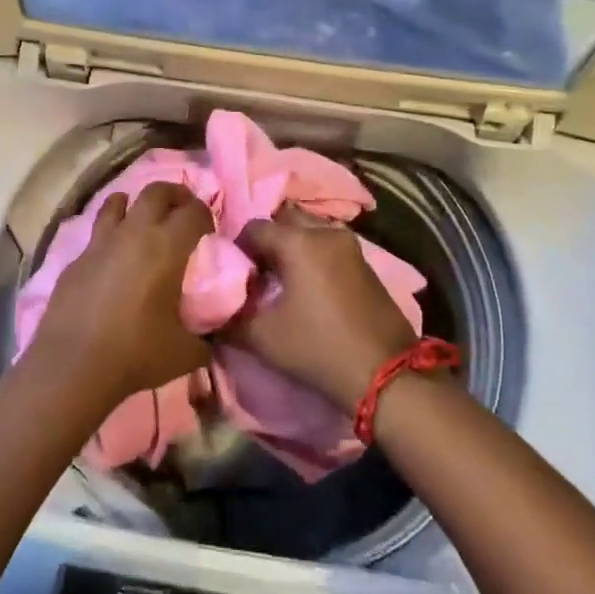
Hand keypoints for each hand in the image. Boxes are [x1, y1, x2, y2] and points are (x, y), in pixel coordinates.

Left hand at [33, 182, 215, 409]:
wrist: (73, 365)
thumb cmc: (136, 353)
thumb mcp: (186, 352)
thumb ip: (205, 339)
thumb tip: (211, 339)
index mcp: (167, 247)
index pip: (194, 211)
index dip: (205, 214)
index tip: (208, 230)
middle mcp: (133, 233)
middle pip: (156, 191)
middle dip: (174, 194)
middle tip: (182, 210)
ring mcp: (100, 243)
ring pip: (117, 201)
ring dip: (134, 203)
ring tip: (142, 220)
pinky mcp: (76, 259)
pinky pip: (96, 233)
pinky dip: (109, 234)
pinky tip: (112, 257)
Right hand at [229, 208, 418, 412]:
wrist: (384, 373)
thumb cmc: (318, 347)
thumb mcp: (263, 337)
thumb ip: (230, 319)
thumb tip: (209, 312)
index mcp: (299, 242)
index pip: (254, 228)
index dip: (238, 248)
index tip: (234, 274)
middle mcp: (325, 232)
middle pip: (285, 220)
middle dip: (267, 240)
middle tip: (256, 270)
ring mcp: (350, 246)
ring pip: (309, 231)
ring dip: (291, 246)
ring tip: (280, 278)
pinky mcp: (364, 262)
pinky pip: (328, 245)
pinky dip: (312, 255)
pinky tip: (306, 285)